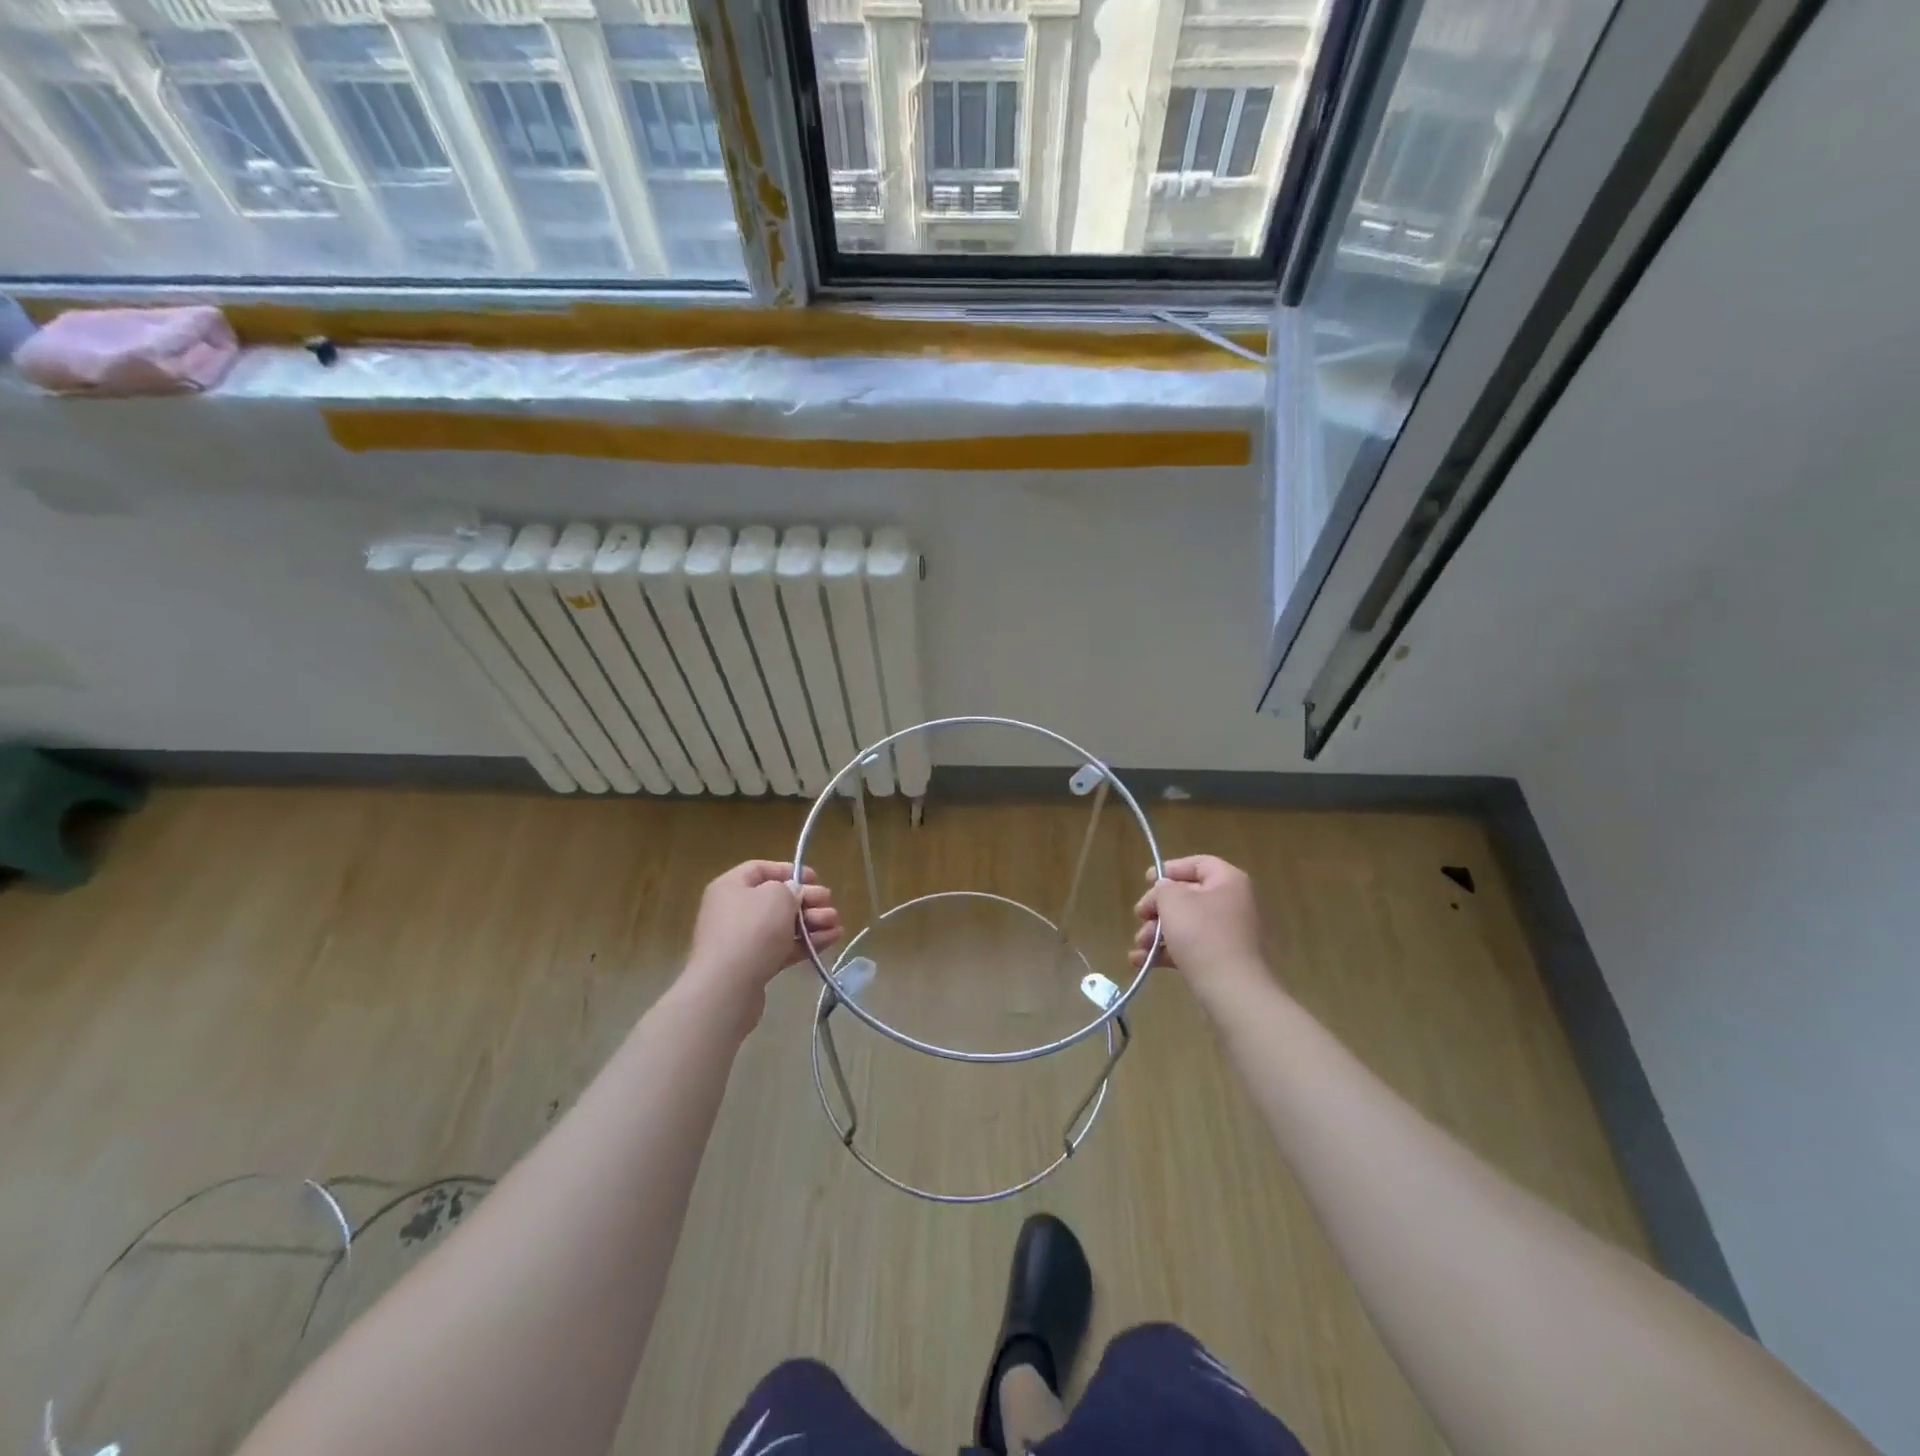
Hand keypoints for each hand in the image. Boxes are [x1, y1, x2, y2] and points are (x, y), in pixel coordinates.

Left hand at [684, 861, 840, 1004]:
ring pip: (783, 925)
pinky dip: (806, 942)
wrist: (728, 987)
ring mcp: (742, 940)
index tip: (815, 878)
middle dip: (807, 900)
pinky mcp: (753, 966)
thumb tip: (793, 895)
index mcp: (731, 887)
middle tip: (829, 903)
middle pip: (776, 899)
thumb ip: (791, 889)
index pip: (760, 869)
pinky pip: (783, 948)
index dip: (789, 870)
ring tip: (836, 924)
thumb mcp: (777, 896)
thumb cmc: (752, 929)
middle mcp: (733, 910)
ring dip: (812, 922)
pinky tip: (831, 939)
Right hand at [1132, 855, 1268, 1001]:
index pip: (1198, 864)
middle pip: (1188, 895)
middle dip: (1157, 907)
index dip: (1170, 869)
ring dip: (1156, 932)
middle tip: (1140, 915)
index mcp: (1228, 882)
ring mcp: (1228, 934)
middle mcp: (1232, 903)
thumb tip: (1165, 890)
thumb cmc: (1201, 935)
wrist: (1230, 990)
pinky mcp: (1221, 960)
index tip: (1147, 881)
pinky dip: (1166, 951)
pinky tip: (1141, 961)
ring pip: (1185, 924)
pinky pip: (1190, 948)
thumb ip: (1163, 888)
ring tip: (1140, 944)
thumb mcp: (1173, 901)